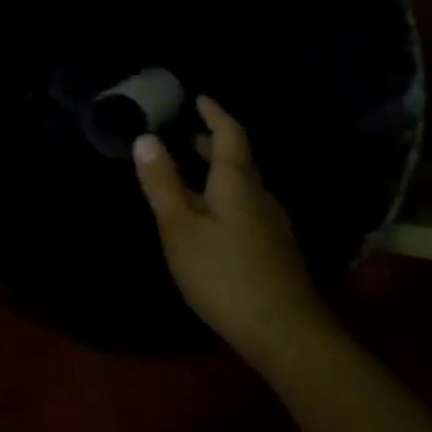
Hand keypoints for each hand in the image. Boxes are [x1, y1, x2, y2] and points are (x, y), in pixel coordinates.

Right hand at [133, 97, 326, 358]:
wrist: (285, 332)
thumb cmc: (224, 273)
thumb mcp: (180, 227)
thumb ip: (162, 183)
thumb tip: (145, 137)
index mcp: (237, 182)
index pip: (229, 134)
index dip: (214, 114)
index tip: (199, 98)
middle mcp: (260, 195)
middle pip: (238, 160)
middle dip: (213, 144)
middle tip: (187, 136)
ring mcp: (273, 224)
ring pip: (243, 186)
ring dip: (219, 173)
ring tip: (193, 175)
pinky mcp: (276, 250)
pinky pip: (247, 207)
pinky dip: (225, 197)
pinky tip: (212, 219)